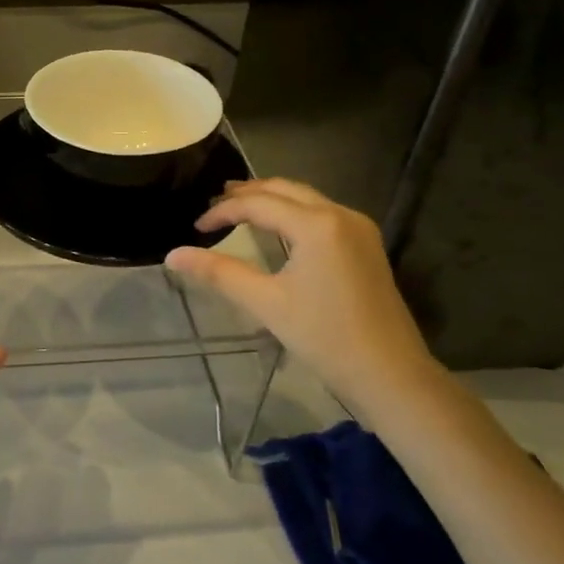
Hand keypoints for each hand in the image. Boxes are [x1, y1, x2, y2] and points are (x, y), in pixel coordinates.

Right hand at [165, 179, 441, 427]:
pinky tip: (277, 228)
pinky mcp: (366, 244)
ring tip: (239, 209)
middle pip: (284, 189)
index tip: (196, 228)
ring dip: (271, 200)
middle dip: (247, 193)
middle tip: (214, 203)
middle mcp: (340, 214)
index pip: (258, 204)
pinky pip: (322, 213)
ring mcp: (358, 227)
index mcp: (317, 224)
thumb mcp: (266, 304)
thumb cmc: (325, 338)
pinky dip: (293, 212)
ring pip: (305, 198)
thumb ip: (219, 273)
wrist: (391, 374)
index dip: (222, 212)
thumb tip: (173, 255)